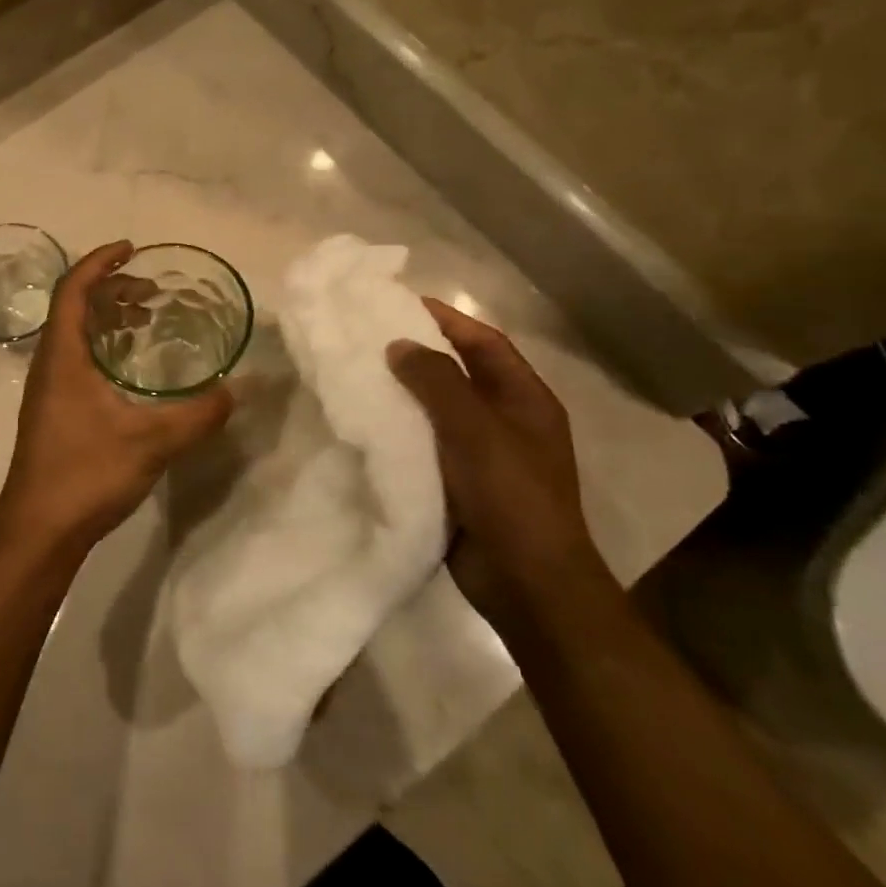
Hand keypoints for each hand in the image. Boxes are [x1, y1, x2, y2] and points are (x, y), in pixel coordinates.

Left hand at [0, 242, 234, 553]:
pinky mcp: (53, 412)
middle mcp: (49, 364)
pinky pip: (77, 360)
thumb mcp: (152, 442)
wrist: (38, 530)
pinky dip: (104, 347)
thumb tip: (236, 390)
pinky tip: (131, 371)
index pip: (74, 288)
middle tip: (152, 292)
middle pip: (74, 307)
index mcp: (62, 355)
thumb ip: (198, 415)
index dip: (100, 262)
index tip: (133, 250)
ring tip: (146, 322)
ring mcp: (47, 390)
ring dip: (108, 319)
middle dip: (112, 289)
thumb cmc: (86, 474)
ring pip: (75, 335)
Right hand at [387, 300, 616, 631]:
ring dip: (405, 392)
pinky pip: (427, 443)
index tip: (401, 303)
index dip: (447, 319)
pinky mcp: (460, 482)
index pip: (484, 342)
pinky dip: (401, 429)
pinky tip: (367, 423)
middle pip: (460, 373)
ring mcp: (484, 454)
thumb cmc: (510, 496)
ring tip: (359, 374)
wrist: (526, 582)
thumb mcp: (476, 429)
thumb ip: (438, 382)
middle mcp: (506, 420)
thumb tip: (399, 344)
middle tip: (369, 338)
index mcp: (525, 399)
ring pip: (439, 409)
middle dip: (419, 353)